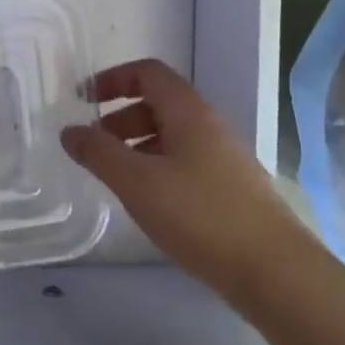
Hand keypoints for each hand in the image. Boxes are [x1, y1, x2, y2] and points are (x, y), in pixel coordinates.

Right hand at [61, 58, 317, 307]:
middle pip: (158, 103)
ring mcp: (225, 159)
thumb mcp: (136, 182)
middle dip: (119, 118)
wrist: (275, 272)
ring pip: (172, 136)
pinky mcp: (232, 190)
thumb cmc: (200, 215)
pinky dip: (157, 169)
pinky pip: (185, 163)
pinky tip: (148, 202)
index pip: (148, 73)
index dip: (112, 78)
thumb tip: (69, 131)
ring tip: (115, 178)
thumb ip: (98, 153)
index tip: (83, 100)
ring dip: (137, 146)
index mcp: (188, 112)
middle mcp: (209, 126)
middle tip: (94, 147)